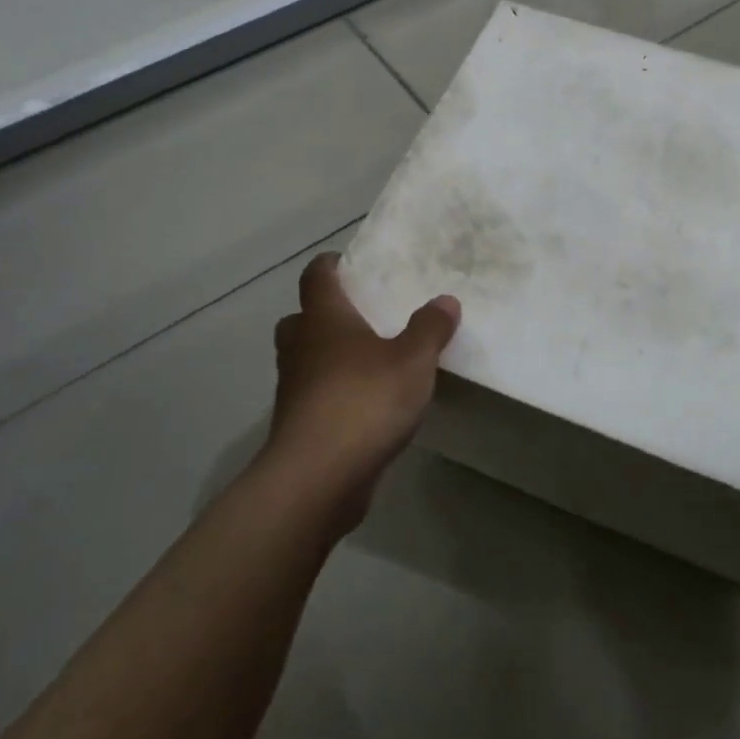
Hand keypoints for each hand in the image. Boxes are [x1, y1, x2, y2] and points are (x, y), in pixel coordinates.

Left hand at [262, 252, 460, 524]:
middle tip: (363, 316)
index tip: (352, 263)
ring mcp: (294, 387)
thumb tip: (445, 300)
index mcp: (323, 318)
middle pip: (303, 317)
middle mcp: (301, 346)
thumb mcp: (413, 360)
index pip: (317, 275)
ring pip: (306, 358)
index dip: (331, 265)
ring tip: (371, 360)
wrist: (319, 476)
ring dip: (330, 355)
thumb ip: (430, 328)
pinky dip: (334, 391)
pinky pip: (315, 394)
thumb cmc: (364, 400)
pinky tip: (366, 404)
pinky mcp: (298, 424)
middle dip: (327, 313)